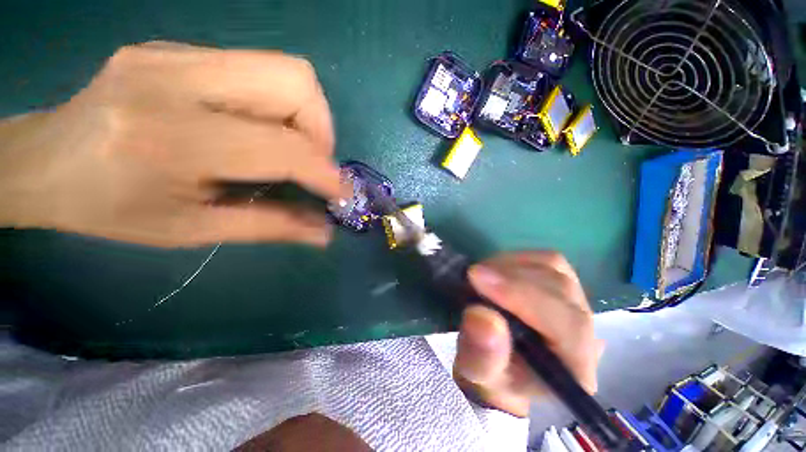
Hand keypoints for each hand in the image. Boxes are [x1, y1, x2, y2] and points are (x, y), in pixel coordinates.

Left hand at [0, 41, 343, 246]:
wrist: (42, 160)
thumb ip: (269, 227)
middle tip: (312, 163)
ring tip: (291, 148)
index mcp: (170, 139)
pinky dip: (279, 105)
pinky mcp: (177, 48)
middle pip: (295, 81)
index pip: (283, 148)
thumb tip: (323, 233)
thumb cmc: (109, 209)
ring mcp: (175, 54)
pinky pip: (257, 69)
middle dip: (322, 129)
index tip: (342, 193)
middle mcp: (175, 80)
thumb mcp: (191, 231)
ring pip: (284, 69)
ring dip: (306, 116)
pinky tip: (259, 129)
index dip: (326, 172)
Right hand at [454, 251, 603, 416]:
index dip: (521, 296)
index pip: (565, 323)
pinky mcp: (561, 284)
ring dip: (511, 266)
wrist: (501, 366)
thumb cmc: (491, 375)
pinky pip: (544, 260)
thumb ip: (481, 354)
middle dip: (511, 277)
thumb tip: (481, 315)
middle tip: (473, 276)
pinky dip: (516, 259)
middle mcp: (586, 332)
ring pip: (554, 267)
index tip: (476, 278)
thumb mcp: (477, 374)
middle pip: (559, 288)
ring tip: (483, 275)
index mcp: (574, 367)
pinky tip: (496, 271)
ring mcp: (576, 304)